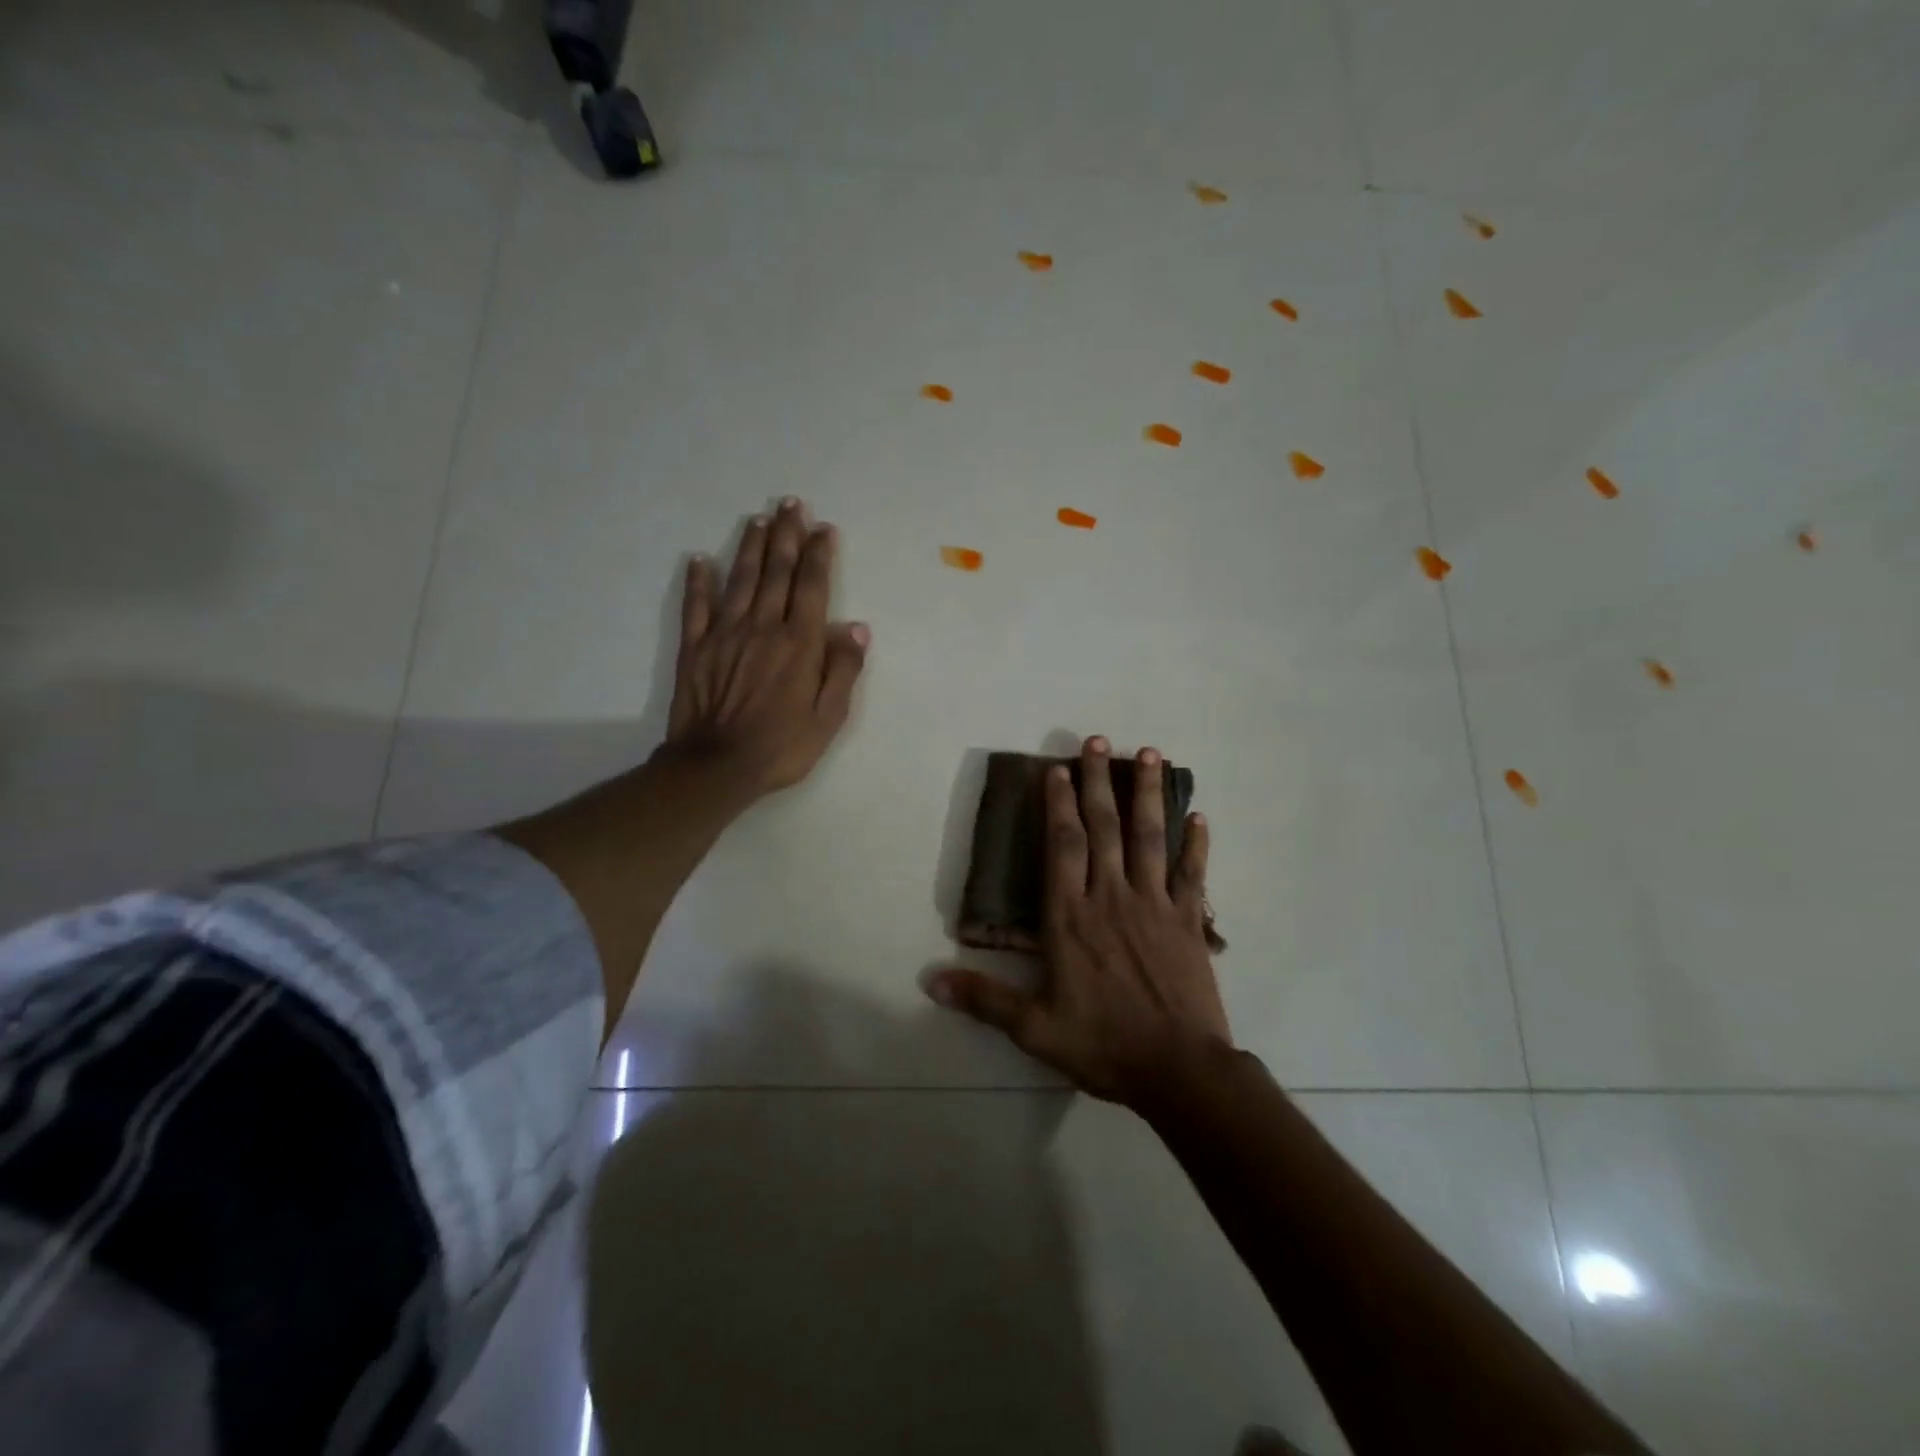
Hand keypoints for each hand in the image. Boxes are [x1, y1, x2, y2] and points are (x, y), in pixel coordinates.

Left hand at [667, 497, 868, 796]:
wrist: (717, 766)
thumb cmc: (782, 746)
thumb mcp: (829, 717)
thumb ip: (843, 669)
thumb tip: (857, 627)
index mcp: (800, 643)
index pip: (812, 586)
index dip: (819, 554)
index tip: (823, 528)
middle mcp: (763, 626)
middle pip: (776, 571)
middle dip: (786, 535)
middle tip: (790, 504)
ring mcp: (725, 633)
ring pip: (740, 579)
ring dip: (750, 547)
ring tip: (758, 519)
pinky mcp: (695, 647)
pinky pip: (696, 606)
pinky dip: (697, 581)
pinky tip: (698, 560)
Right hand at [930, 736, 1230, 1107]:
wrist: (1179, 1071)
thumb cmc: (1103, 1044)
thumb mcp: (1034, 1028)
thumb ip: (984, 999)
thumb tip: (930, 981)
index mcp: (1071, 917)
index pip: (1062, 846)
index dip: (1058, 804)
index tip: (1057, 769)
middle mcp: (1111, 897)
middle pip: (1104, 827)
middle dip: (1098, 781)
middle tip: (1098, 740)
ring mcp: (1154, 905)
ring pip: (1149, 837)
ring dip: (1148, 794)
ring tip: (1150, 754)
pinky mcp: (1188, 922)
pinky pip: (1193, 874)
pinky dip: (1196, 844)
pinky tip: (1199, 815)